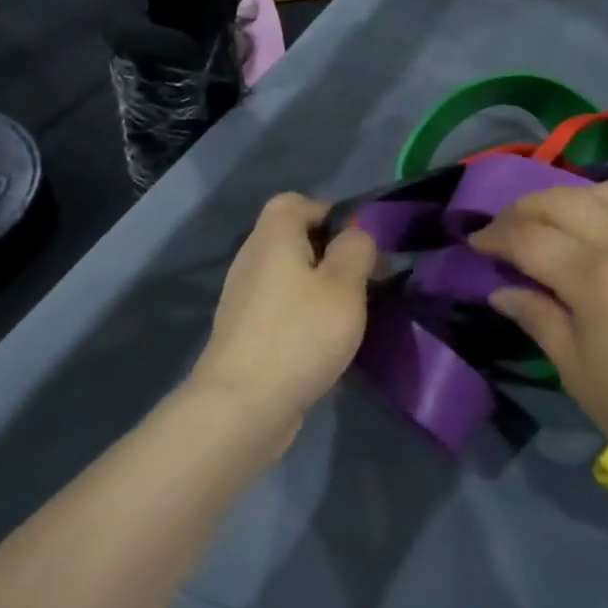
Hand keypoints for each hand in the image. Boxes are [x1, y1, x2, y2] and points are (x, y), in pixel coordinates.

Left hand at [192, 193, 378, 448]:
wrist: (243, 405)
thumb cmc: (300, 334)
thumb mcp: (345, 285)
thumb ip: (356, 249)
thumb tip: (355, 236)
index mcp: (273, 236)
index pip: (297, 202)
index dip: (332, 214)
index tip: (361, 245)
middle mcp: (252, 259)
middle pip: (294, 239)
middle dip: (332, 255)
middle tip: (365, 282)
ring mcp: (244, 298)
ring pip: (290, 276)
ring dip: (321, 288)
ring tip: (350, 314)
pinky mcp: (245, 332)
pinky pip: (281, 307)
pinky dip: (304, 315)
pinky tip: (325, 341)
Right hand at [470, 182, 607, 488]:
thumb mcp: (576, 371)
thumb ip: (537, 318)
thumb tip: (501, 290)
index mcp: (597, 277)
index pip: (530, 238)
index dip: (495, 237)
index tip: (473, 243)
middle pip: (564, 202)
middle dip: (523, 209)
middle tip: (501, 230)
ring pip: (605, 193)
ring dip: (566, 198)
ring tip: (546, 221)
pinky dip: (603, 207)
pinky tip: (593, 234)